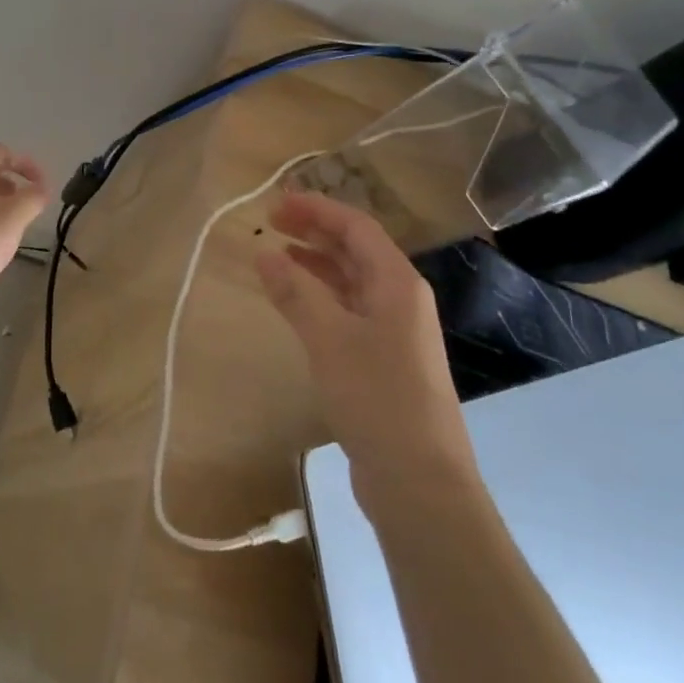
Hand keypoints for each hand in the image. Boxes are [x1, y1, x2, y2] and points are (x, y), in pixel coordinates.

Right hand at [254, 191, 475, 501]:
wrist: (420, 480)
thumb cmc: (378, 398)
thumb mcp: (330, 338)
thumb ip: (296, 292)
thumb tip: (264, 251)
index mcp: (397, 284)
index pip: (356, 227)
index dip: (317, 209)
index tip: (276, 202)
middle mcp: (399, 300)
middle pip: (356, 250)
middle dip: (315, 231)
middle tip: (271, 222)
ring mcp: (394, 332)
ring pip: (351, 281)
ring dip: (315, 264)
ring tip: (276, 255)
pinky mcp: (383, 360)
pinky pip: (348, 311)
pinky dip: (320, 298)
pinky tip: (295, 303)